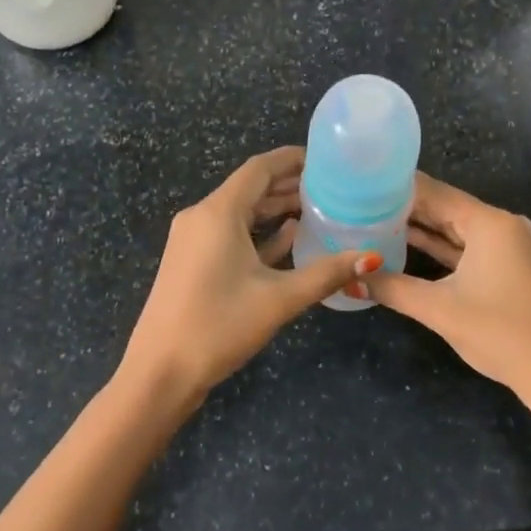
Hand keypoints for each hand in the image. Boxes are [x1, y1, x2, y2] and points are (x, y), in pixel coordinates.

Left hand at [121, 147, 380, 396]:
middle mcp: (202, 216)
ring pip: (241, 212)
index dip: (292, 159)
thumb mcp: (278, 299)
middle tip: (332, 186)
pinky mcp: (192, 261)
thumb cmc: (218, 326)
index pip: (260, 168)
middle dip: (289, 185)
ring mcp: (193, 240)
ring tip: (319, 209)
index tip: (326, 159)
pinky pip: (230, 234)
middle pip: (251, 188)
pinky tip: (290, 237)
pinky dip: (259, 232)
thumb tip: (370, 258)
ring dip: (276, 209)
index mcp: (218, 212)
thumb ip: (325, 274)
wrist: (159, 372)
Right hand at [366, 173, 530, 398]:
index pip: (434, 192)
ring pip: (454, 229)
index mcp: (489, 222)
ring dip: (420, 228)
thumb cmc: (500, 332)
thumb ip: (391, 288)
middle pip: (445, 207)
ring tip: (373, 220)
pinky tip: (405, 245)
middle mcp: (501, 225)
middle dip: (404, 208)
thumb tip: (348, 279)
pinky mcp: (507, 267)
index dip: (396, 188)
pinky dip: (439, 247)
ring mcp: (507, 247)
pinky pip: (466, 247)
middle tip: (359, 202)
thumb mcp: (439, 309)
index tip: (361, 185)